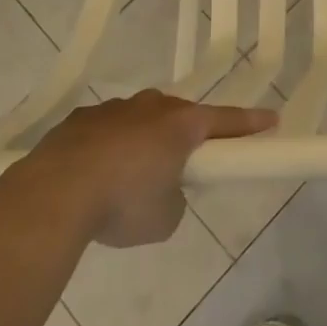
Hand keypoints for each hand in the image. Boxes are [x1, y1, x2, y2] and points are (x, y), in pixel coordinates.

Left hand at [23, 91, 276, 246]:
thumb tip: (162, 191)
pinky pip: (104, 131)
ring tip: (127, 179)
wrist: (54, 194)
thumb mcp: (165, 218)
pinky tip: (92, 176)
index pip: (226, 120)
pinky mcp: (79, 120)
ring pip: (139, 120)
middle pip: (179, 116)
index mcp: (181, 125)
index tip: (272, 120)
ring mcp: (113, 110)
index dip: (250, 124)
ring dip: (142, 141)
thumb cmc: (123, 203)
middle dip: (184, 136)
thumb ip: (175, 199)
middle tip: (183, 163)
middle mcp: (151, 107)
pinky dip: (107, 148)